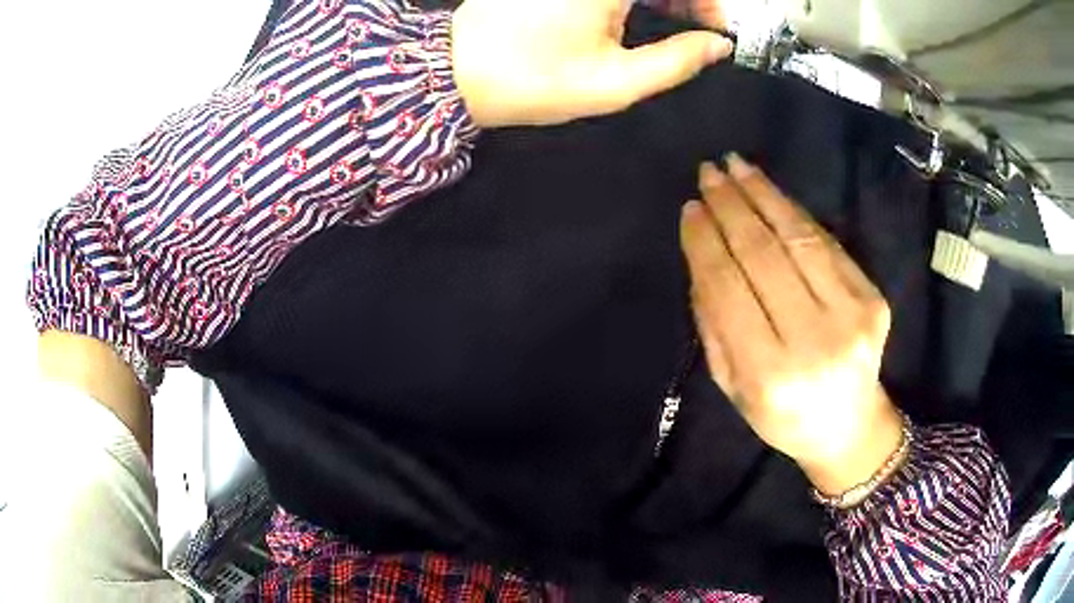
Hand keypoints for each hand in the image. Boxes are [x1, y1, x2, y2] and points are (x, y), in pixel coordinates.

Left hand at [451, 0, 732, 126]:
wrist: (456, 73)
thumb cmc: (536, 81)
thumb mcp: (616, 82)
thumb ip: (677, 61)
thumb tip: (718, 46)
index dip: (708, 4)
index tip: (716, 31)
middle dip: (686, 0)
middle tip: (695, 30)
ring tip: (668, 24)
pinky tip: (632, 11)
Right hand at [680, 156, 902, 495]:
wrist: (848, 426)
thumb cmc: (781, 414)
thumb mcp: (732, 386)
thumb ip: (714, 324)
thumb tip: (703, 254)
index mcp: (769, 373)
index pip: (728, 288)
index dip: (706, 242)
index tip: (690, 208)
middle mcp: (815, 340)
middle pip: (764, 255)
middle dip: (731, 207)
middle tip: (709, 172)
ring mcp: (851, 315)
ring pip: (799, 239)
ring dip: (764, 195)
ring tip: (737, 166)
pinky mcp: (873, 299)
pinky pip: (828, 245)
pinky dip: (796, 213)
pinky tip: (772, 193)